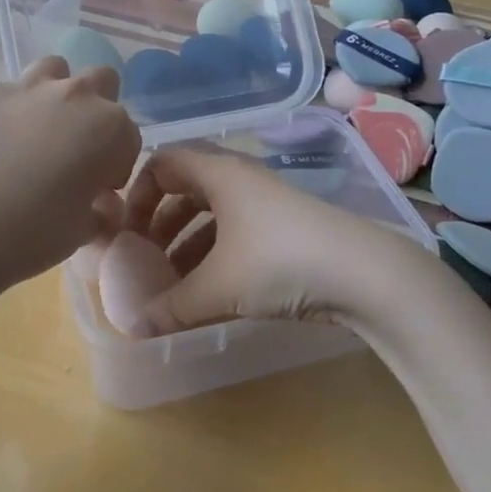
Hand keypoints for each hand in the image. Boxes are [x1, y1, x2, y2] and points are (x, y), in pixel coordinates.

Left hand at [0, 57, 141, 295]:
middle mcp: (74, 95)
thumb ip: (99, 212)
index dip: (116, 164)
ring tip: (33, 132)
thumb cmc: (32, 234)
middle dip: (95, 108)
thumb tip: (100, 207)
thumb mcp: (80, 232)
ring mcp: (24, 87)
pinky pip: (1, 93)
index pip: (129, 136)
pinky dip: (1, 112)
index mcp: (109, 128)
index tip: (98, 188)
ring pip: (53, 69)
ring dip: (52, 93)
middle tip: (74, 148)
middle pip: (102, 81)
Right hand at [113, 146, 448, 335]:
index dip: (138, 193)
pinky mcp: (285, 230)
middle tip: (143, 258)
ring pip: (212, 215)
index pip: (163, 163)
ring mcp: (266, 204)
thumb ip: (170, 307)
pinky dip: (214, 257)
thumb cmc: (279, 262)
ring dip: (186, 244)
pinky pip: (235, 234)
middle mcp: (240, 180)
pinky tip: (207, 293)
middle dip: (160, 224)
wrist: (365, 274)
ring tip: (170, 284)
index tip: (126, 232)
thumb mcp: (218, 287)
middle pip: (185, 190)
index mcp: (219, 174)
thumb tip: (130, 328)